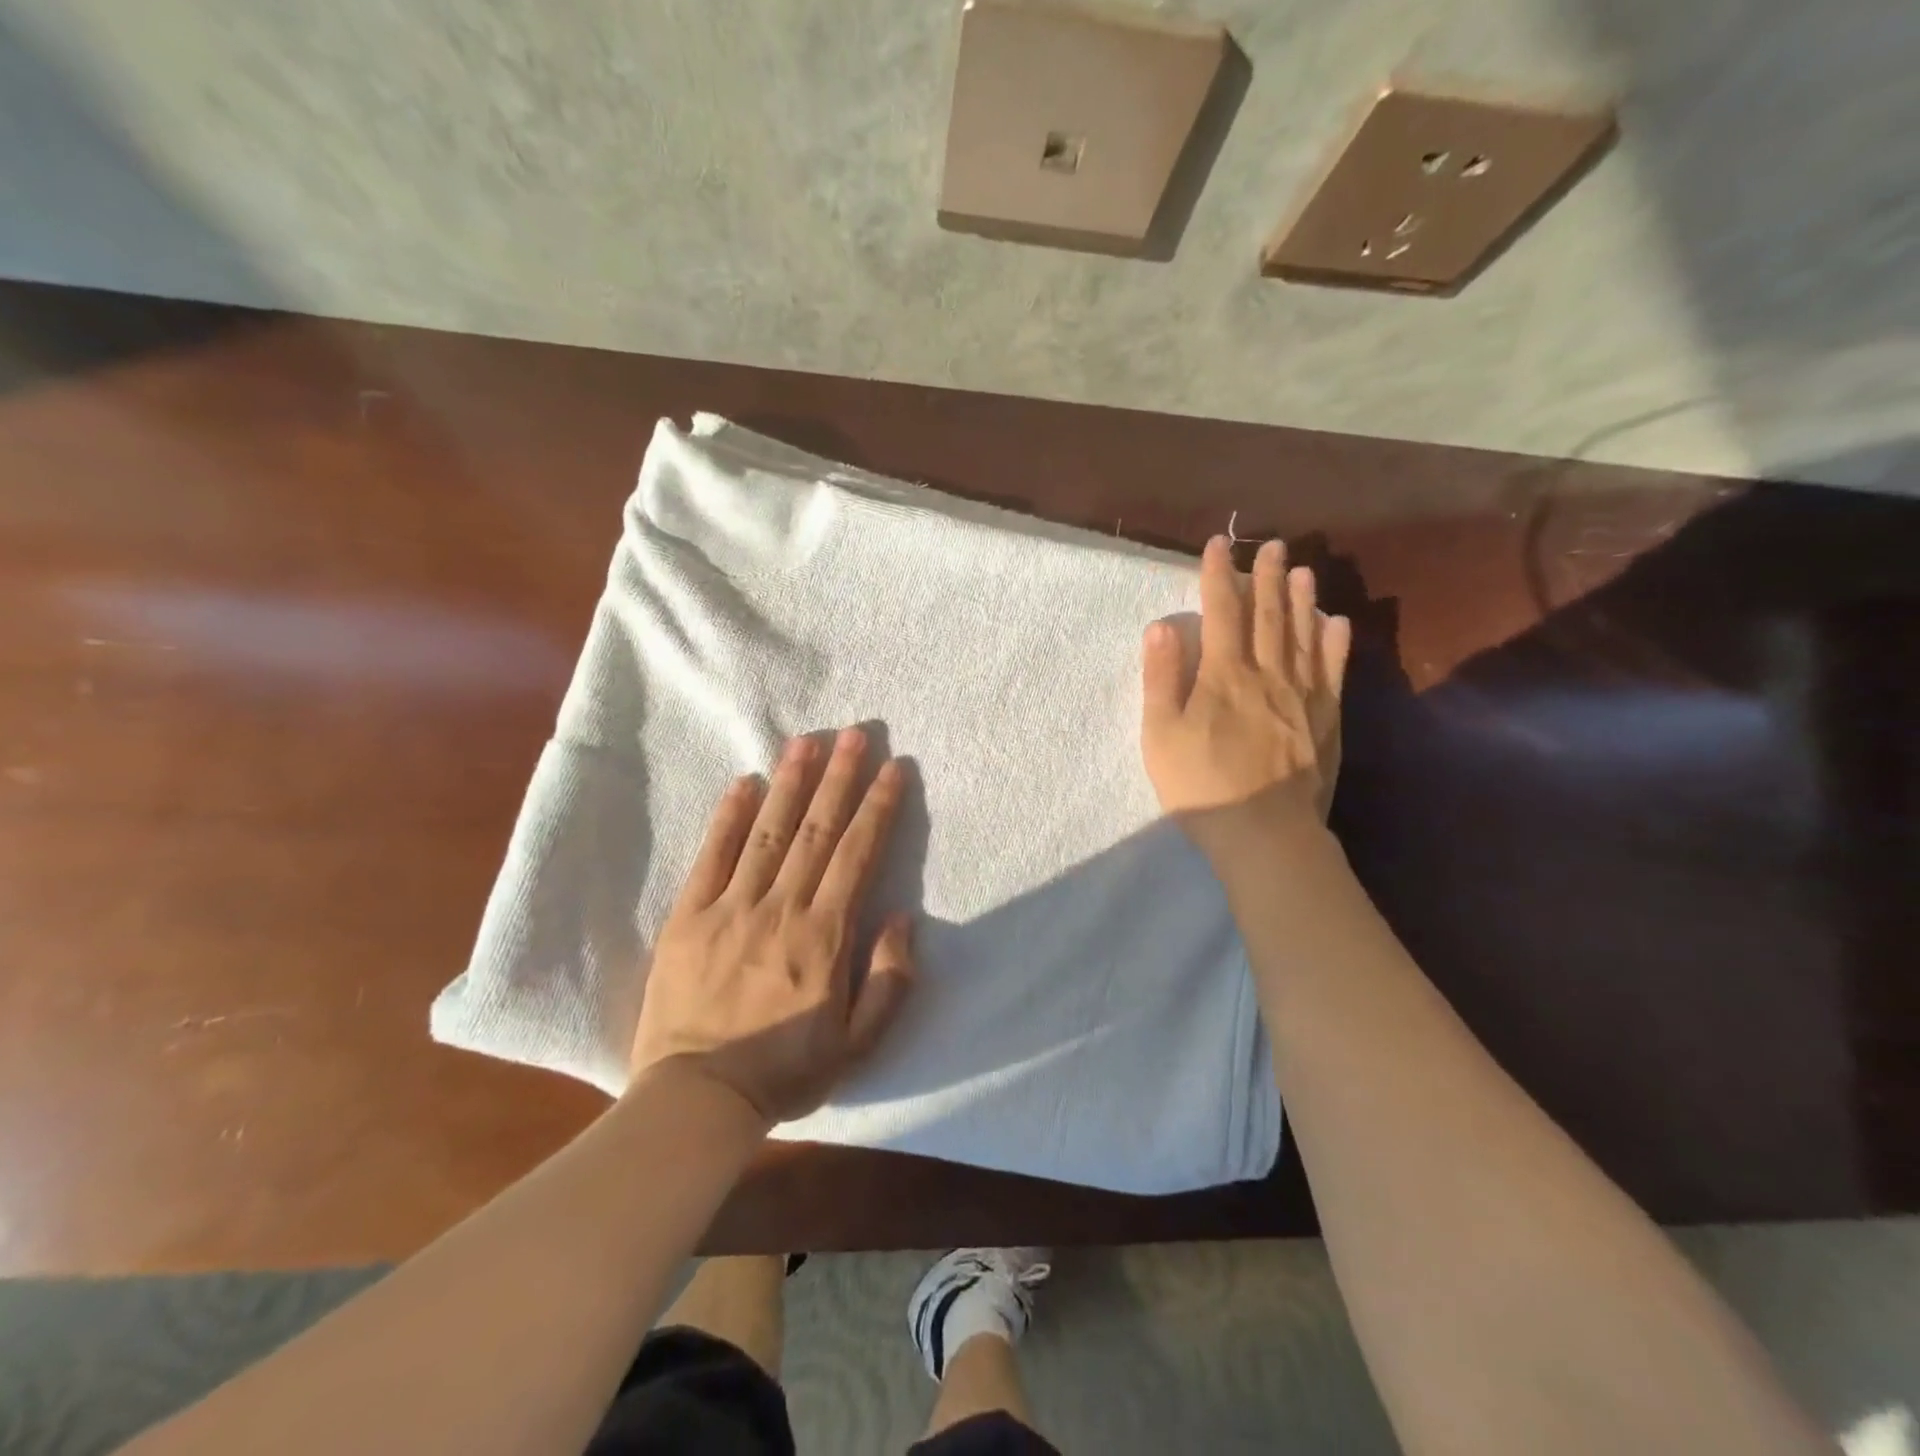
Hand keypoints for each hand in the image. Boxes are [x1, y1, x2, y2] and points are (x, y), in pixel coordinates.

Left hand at [631, 728, 914, 1125]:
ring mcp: (730, 907)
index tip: (892, 769)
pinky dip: (729, 818)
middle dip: (839, 778)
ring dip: (789, 783)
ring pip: (768, 832)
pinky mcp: (688, 916)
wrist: (695, 1101)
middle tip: (853, 733)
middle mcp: (781, 909)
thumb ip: (888, 981)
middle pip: (817, 830)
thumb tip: (903, 918)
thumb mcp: (857, 1046)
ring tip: (805, 741)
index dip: (878, 808)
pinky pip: (712, 857)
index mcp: (824, 937)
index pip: (857, 855)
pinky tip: (744, 784)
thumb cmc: (784, 1074)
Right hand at [1141, 535, 1351, 849]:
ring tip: (1303, 570)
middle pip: (1268, 615)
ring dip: (1302, 599)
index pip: (1220, 613)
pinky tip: (1335, 623)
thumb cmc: (1200, 785)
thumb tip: (1160, 628)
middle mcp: (1267, 674)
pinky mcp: (1326, 719)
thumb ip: (1161, 679)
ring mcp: (1303, 695)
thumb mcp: (1161, 735)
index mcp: (1224, 676)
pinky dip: (1334, 642)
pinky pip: (1332, 670)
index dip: (1217, 576)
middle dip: (1266, 576)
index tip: (1217, 545)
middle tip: (1271, 545)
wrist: (1264, 832)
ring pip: (1303, 635)